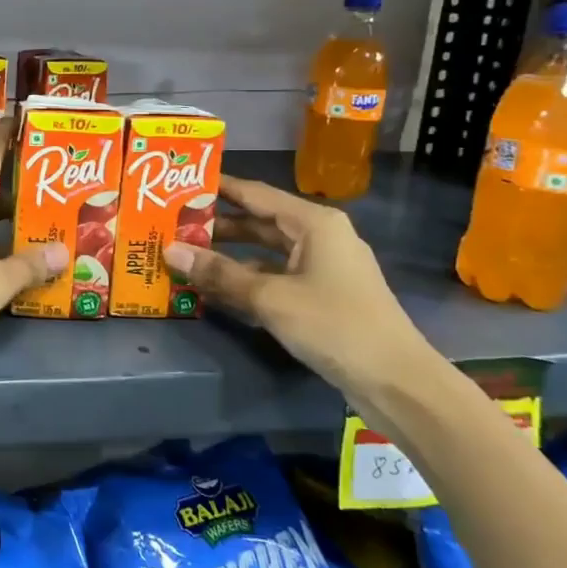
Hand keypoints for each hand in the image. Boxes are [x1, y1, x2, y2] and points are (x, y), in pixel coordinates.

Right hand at [162, 177, 430, 396]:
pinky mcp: (320, 297)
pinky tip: (213, 289)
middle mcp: (318, 237)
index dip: (217, 188)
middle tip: (171, 224)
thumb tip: (169, 250)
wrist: (397, 382)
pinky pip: (273, 278)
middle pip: (257, 222)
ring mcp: (321, 268)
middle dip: (216, 225)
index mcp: (313, 223)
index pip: (254, 193)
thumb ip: (218, 273)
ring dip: (227, 256)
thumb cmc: (335, 325)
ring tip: (183, 255)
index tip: (178, 185)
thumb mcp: (269, 297)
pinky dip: (245, 280)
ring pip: (263, 253)